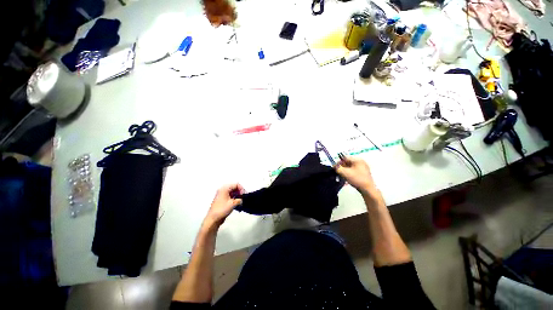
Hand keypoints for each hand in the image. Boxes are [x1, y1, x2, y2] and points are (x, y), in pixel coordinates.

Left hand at [204, 184, 244, 227]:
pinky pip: (231, 196)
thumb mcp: (233, 203)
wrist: (213, 219)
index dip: (241, 189)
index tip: (244, 195)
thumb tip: (243, 199)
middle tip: (243, 198)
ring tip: (241, 201)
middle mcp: (223, 190)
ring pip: (233, 192)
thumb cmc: (221, 210)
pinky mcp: (223, 200)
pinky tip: (237, 204)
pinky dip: (235, 199)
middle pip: (234, 188)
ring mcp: (222, 195)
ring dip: (238, 196)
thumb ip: (240, 199)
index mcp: (224, 189)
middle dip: (240, 192)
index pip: (236, 184)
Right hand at [335, 156, 375, 195]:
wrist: (368, 189)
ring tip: (341, 176)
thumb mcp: (344, 173)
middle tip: (338, 172)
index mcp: (357, 160)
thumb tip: (334, 166)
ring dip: (345, 170)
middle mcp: (361, 162)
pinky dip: (349, 173)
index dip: (338, 162)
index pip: (345, 158)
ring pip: (350, 167)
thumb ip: (337, 168)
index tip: (334, 168)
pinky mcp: (363, 173)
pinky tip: (347, 177)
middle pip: (347, 162)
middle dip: (341, 167)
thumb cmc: (356, 179)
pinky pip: (353, 170)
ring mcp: (363, 167)